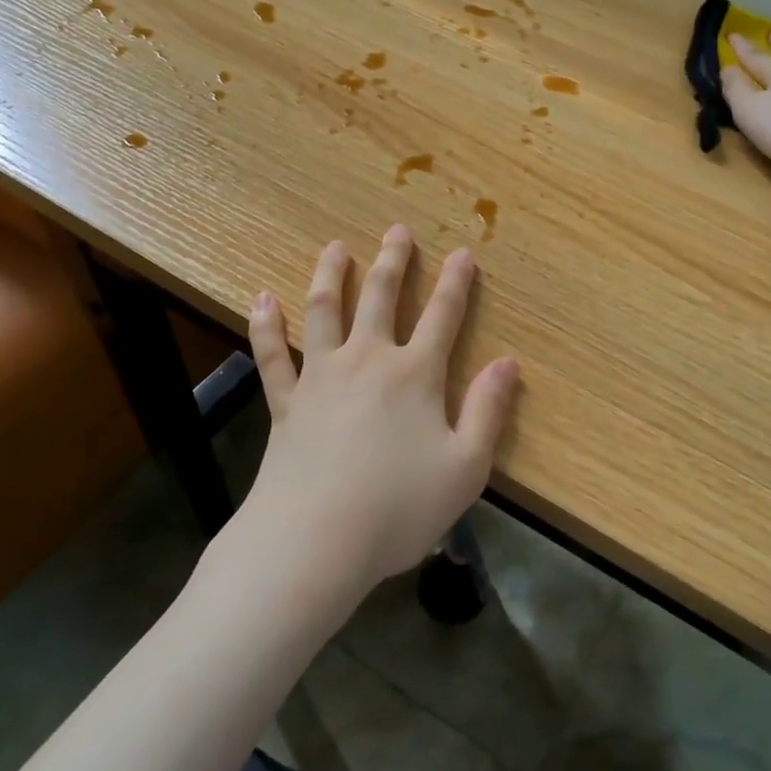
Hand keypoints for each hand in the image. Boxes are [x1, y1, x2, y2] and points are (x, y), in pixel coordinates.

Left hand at [243, 226, 519, 599]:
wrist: (314, 541)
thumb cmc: (398, 508)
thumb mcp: (465, 467)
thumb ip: (488, 411)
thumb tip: (508, 363)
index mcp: (414, 375)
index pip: (442, 316)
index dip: (456, 283)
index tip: (462, 252)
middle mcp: (367, 361)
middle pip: (380, 298)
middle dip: (392, 261)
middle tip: (397, 230)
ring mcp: (320, 377)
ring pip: (323, 311)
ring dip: (330, 274)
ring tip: (334, 248)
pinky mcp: (285, 402)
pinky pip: (272, 354)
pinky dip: (265, 325)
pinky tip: (262, 299)